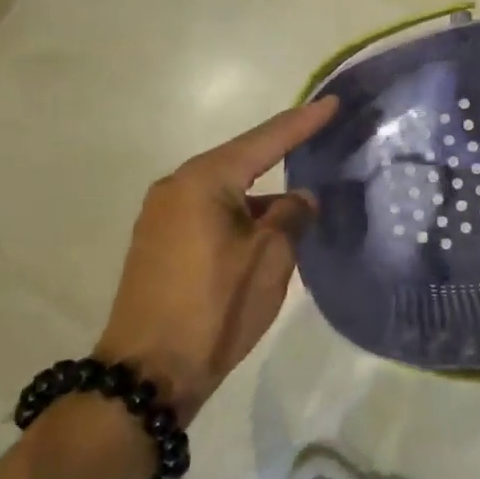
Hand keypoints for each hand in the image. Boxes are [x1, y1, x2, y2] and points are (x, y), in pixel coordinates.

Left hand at [96, 97, 337, 422]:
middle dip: (281, 152)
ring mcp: (162, 216)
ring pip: (225, 190)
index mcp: (203, 180)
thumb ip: (291, 216)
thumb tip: (300, 198)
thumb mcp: (270, 259)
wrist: (146, 376)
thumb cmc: (214, 308)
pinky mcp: (158, 243)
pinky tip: (265, 228)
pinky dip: (240, 213)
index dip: (303, 122)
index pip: (266, 140)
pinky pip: (209, 211)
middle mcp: (177, 186)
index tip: (334, 102)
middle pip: (241, 160)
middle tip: (320, 137)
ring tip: (300, 199)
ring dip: (261, 193)